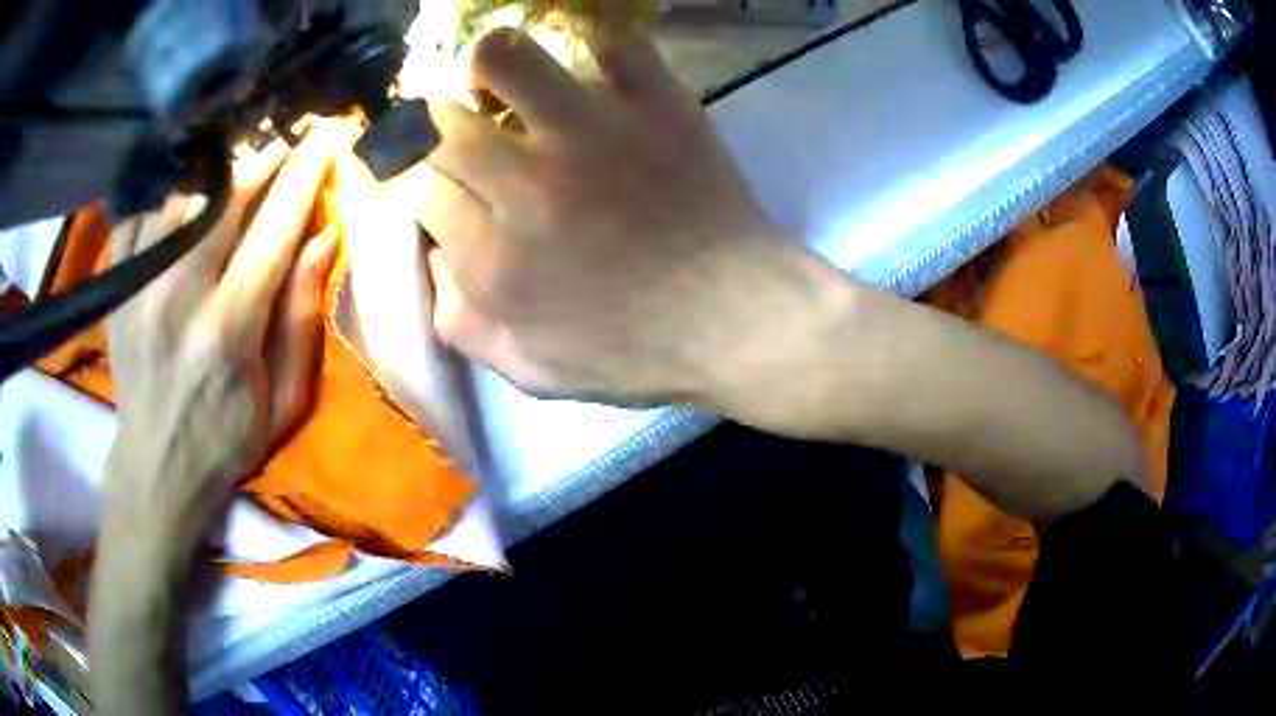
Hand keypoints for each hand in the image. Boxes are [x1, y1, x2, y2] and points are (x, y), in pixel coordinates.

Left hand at [102, 125, 341, 544]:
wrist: (156, 470)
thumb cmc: (226, 440)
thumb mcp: (284, 399)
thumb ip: (300, 317)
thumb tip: (323, 237)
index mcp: (228, 328)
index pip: (274, 227)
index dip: (305, 173)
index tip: (327, 134)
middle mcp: (179, 295)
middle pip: (224, 198)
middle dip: (261, 161)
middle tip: (283, 144)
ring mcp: (139, 287)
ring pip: (180, 196)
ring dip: (214, 175)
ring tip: (234, 169)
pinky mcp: (117, 289)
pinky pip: (138, 215)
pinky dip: (162, 196)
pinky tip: (179, 198)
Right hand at [403, 29, 813, 405]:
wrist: (740, 320)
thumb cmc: (640, 352)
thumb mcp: (534, 371)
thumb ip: (464, 323)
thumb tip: (434, 262)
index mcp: (493, 256)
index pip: (414, 184)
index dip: (419, 177)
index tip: (442, 178)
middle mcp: (527, 182)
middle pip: (438, 119)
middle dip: (437, 123)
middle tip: (464, 128)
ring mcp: (595, 131)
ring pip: (502, 56)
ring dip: (491, 66)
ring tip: (509, 85)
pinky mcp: (657, 104)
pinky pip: (613, 43)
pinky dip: (600, 48)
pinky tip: (597, 75)